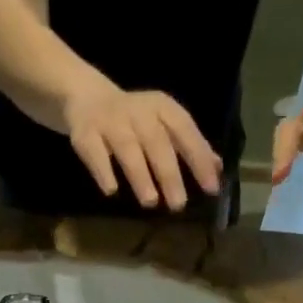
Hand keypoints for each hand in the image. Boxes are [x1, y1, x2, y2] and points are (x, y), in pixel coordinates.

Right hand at [62, 82, 222, 210]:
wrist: (85, 97)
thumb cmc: (134, 121)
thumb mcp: (164, 126)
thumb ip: (190, 146)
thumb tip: (217, 169)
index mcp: (162, 109)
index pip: (185, 131)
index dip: (199, 158)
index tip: (211, 188)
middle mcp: (138, 112)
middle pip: (156, 142)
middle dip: (169, 173)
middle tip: (179, 205)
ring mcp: (110, 121)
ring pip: (127, 147)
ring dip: (140, 174)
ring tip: (150, 202)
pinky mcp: (85, 133)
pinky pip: (94, 152)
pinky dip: (103, 170)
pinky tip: (111, 191)